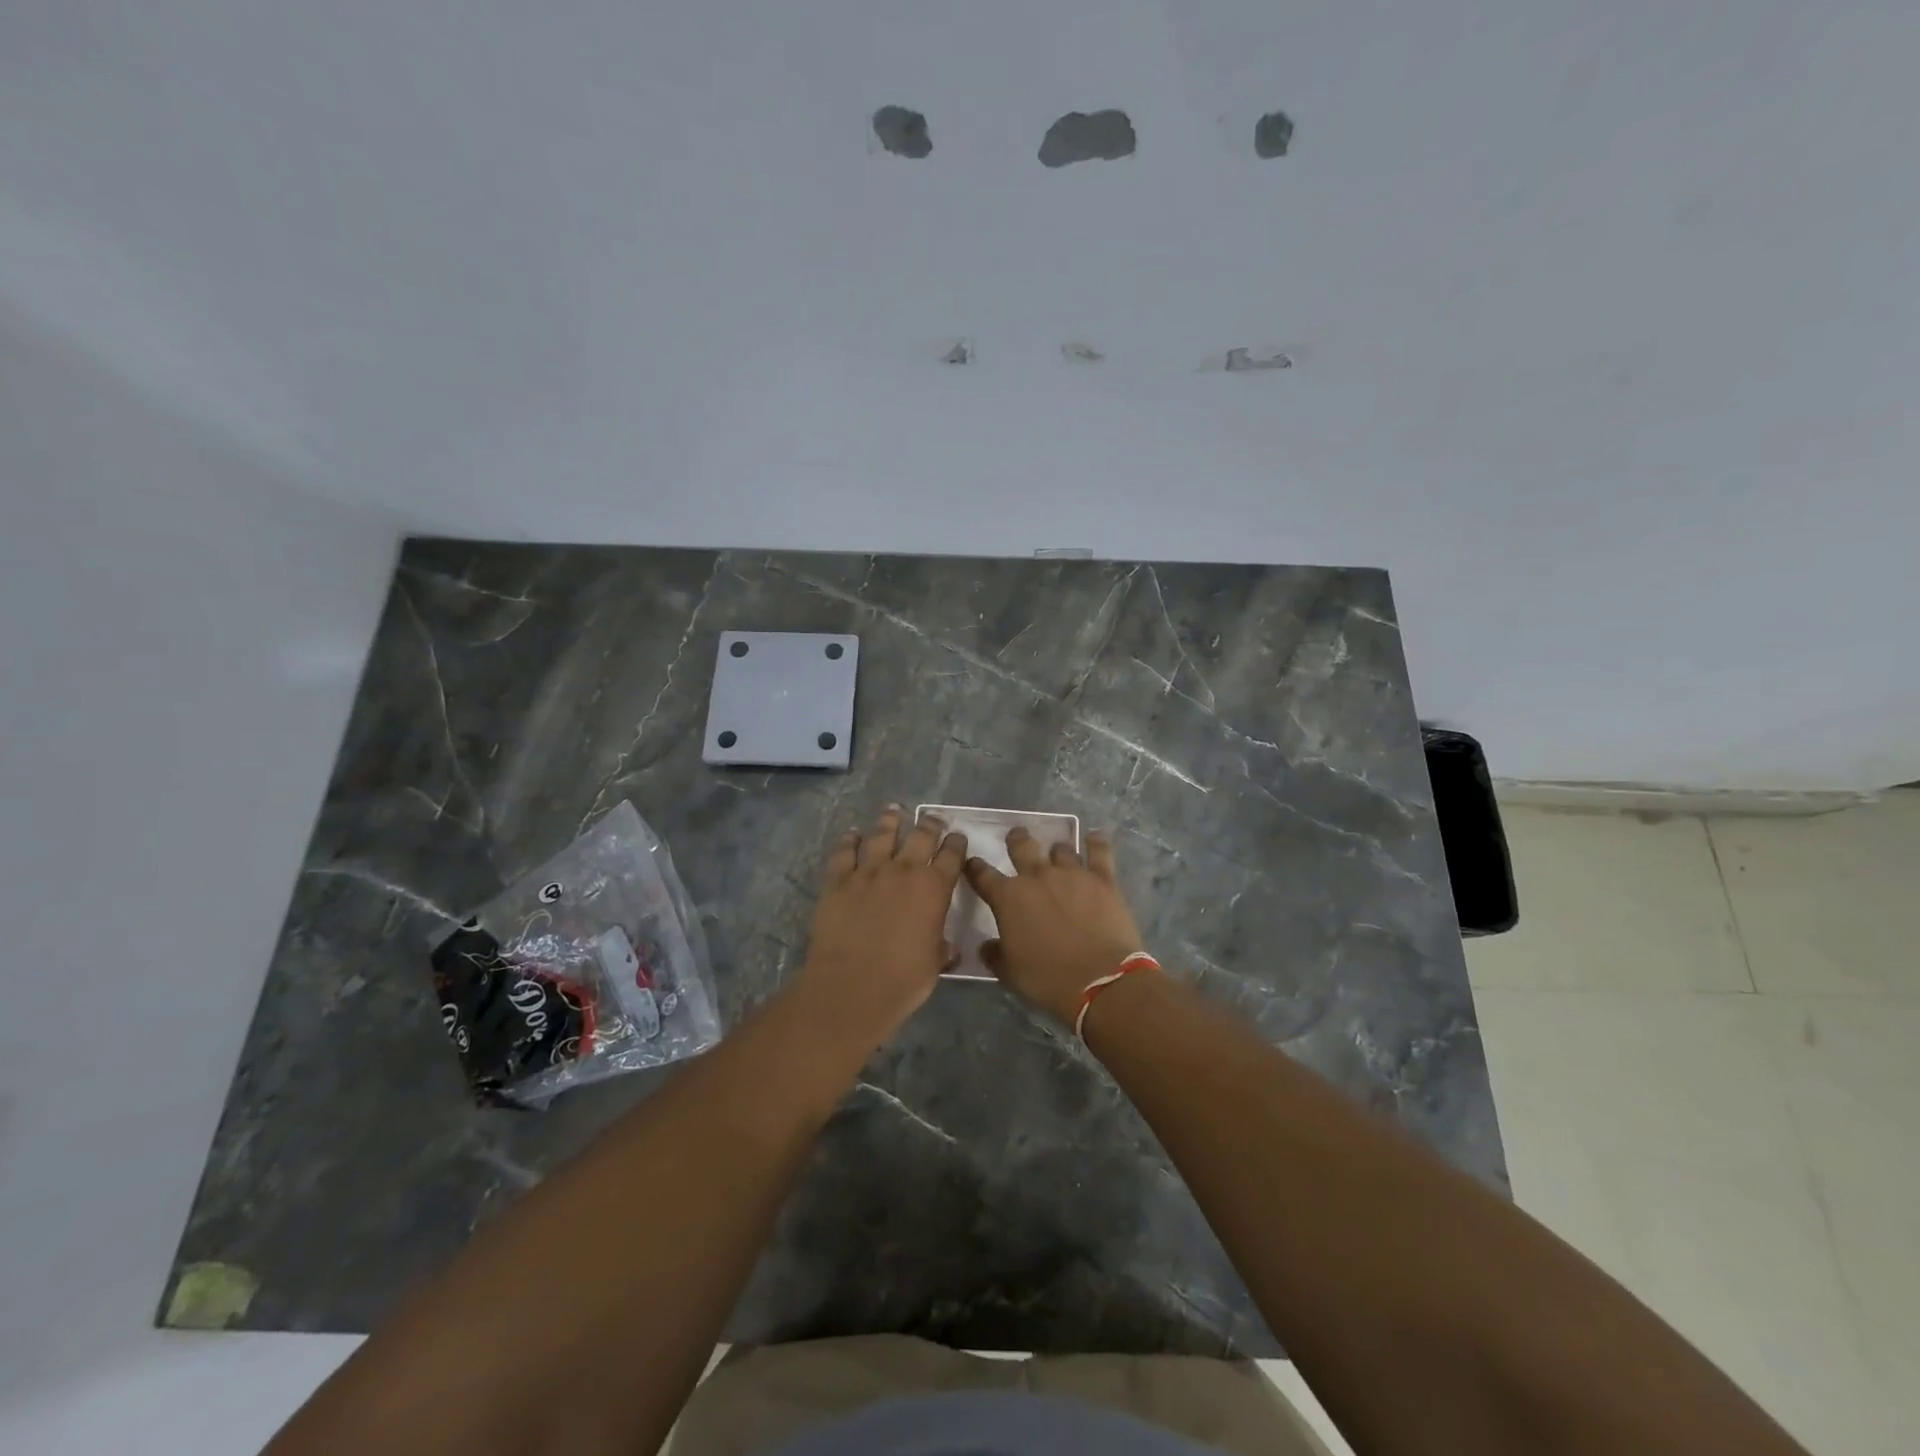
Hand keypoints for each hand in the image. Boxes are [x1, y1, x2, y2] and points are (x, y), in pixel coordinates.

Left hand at [798, 806, 967, 1039]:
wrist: (852, 985)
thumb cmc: (903, 980)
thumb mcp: (934, 964)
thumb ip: (942, 948)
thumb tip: (950, 949)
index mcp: (934, 889)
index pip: (951, 856)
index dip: (956, 844)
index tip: (958, 837)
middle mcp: (904, 871)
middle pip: (920, 837)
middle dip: (930, 825)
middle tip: (933, 818)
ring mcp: (868, 872)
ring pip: (881, 836)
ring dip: (889, 822)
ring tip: (893, 811)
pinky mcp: (838, 881)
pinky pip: (844, 853)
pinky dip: (849, 841)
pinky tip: (852, 834)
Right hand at [963, 828, 1146, 1024]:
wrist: (1101, 981)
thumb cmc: (1048, 979)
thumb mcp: (1010, 973)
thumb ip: (995, 954)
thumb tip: (987, 946)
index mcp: (1008, 898)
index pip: (982, 875)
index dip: (974, 868)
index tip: (972, 864)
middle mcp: (1037, 876)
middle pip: (1021, 846)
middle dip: (1016, 840)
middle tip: (1016, 837)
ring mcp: (1071, 874)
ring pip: (1060, 849)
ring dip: (1056, 851)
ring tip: (1058, 854)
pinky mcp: (1102, 879)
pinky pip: (1098, 851)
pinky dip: (1095, 842)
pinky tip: (1094, 837)